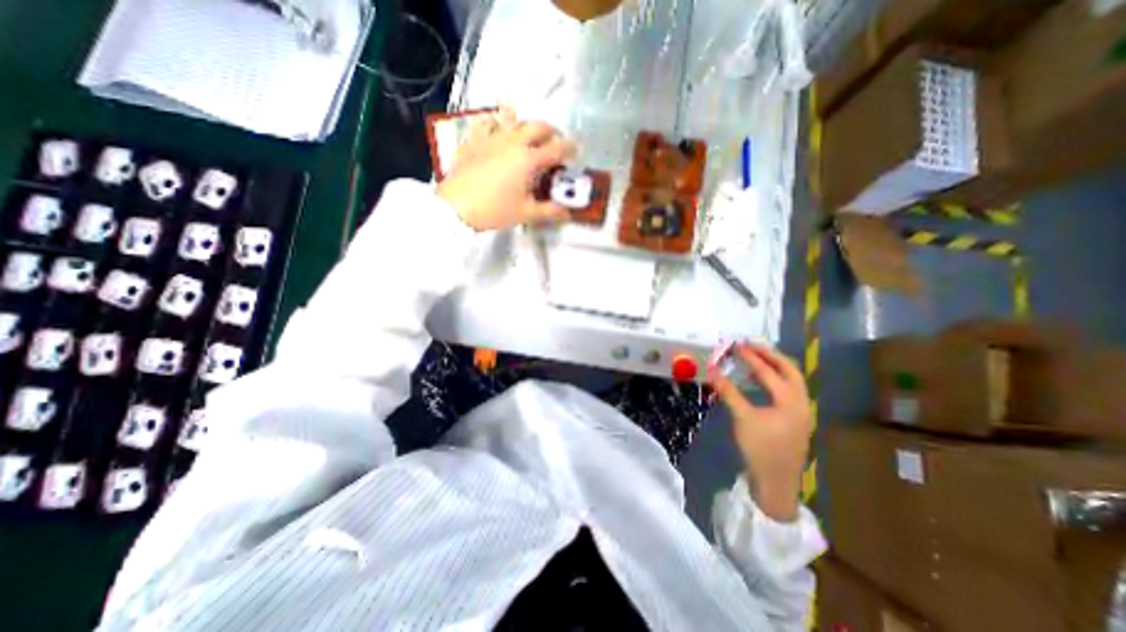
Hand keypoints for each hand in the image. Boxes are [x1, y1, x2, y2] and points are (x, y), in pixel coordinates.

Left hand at [434, 105, 575, 232]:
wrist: (456, 207)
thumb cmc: (494, 210)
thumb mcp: (526, 213)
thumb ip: (549, 211)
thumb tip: (567, 214)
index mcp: (529, 159)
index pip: (556, 148)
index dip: (570, 148)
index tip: (576, 151)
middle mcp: (513, 142)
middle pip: (538, 126)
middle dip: (552, 132)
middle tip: (556, 142)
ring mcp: (492, 137)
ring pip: (514, 120)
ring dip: (527, 125)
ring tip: (530, 135)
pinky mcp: (474, 139)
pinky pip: (487, 122)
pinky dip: (497, 121)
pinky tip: (498, 127)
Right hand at [710, 343, 810, 520]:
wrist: (776, 484)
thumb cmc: (760, 449)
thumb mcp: (742, 418)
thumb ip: (728, 391)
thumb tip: (712, 371)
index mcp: (790, 401)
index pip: (769, 371)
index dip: (751, 357)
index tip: (736, 345)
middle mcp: (801, 402)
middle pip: (789, 369)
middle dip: (769, 355)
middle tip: (751, 345)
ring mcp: (801, 411)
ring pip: (792, 380)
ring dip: (774, 366)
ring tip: (755, 359)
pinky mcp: (795, 419)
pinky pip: (788, 390)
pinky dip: (774, 380)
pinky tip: (759, 382)